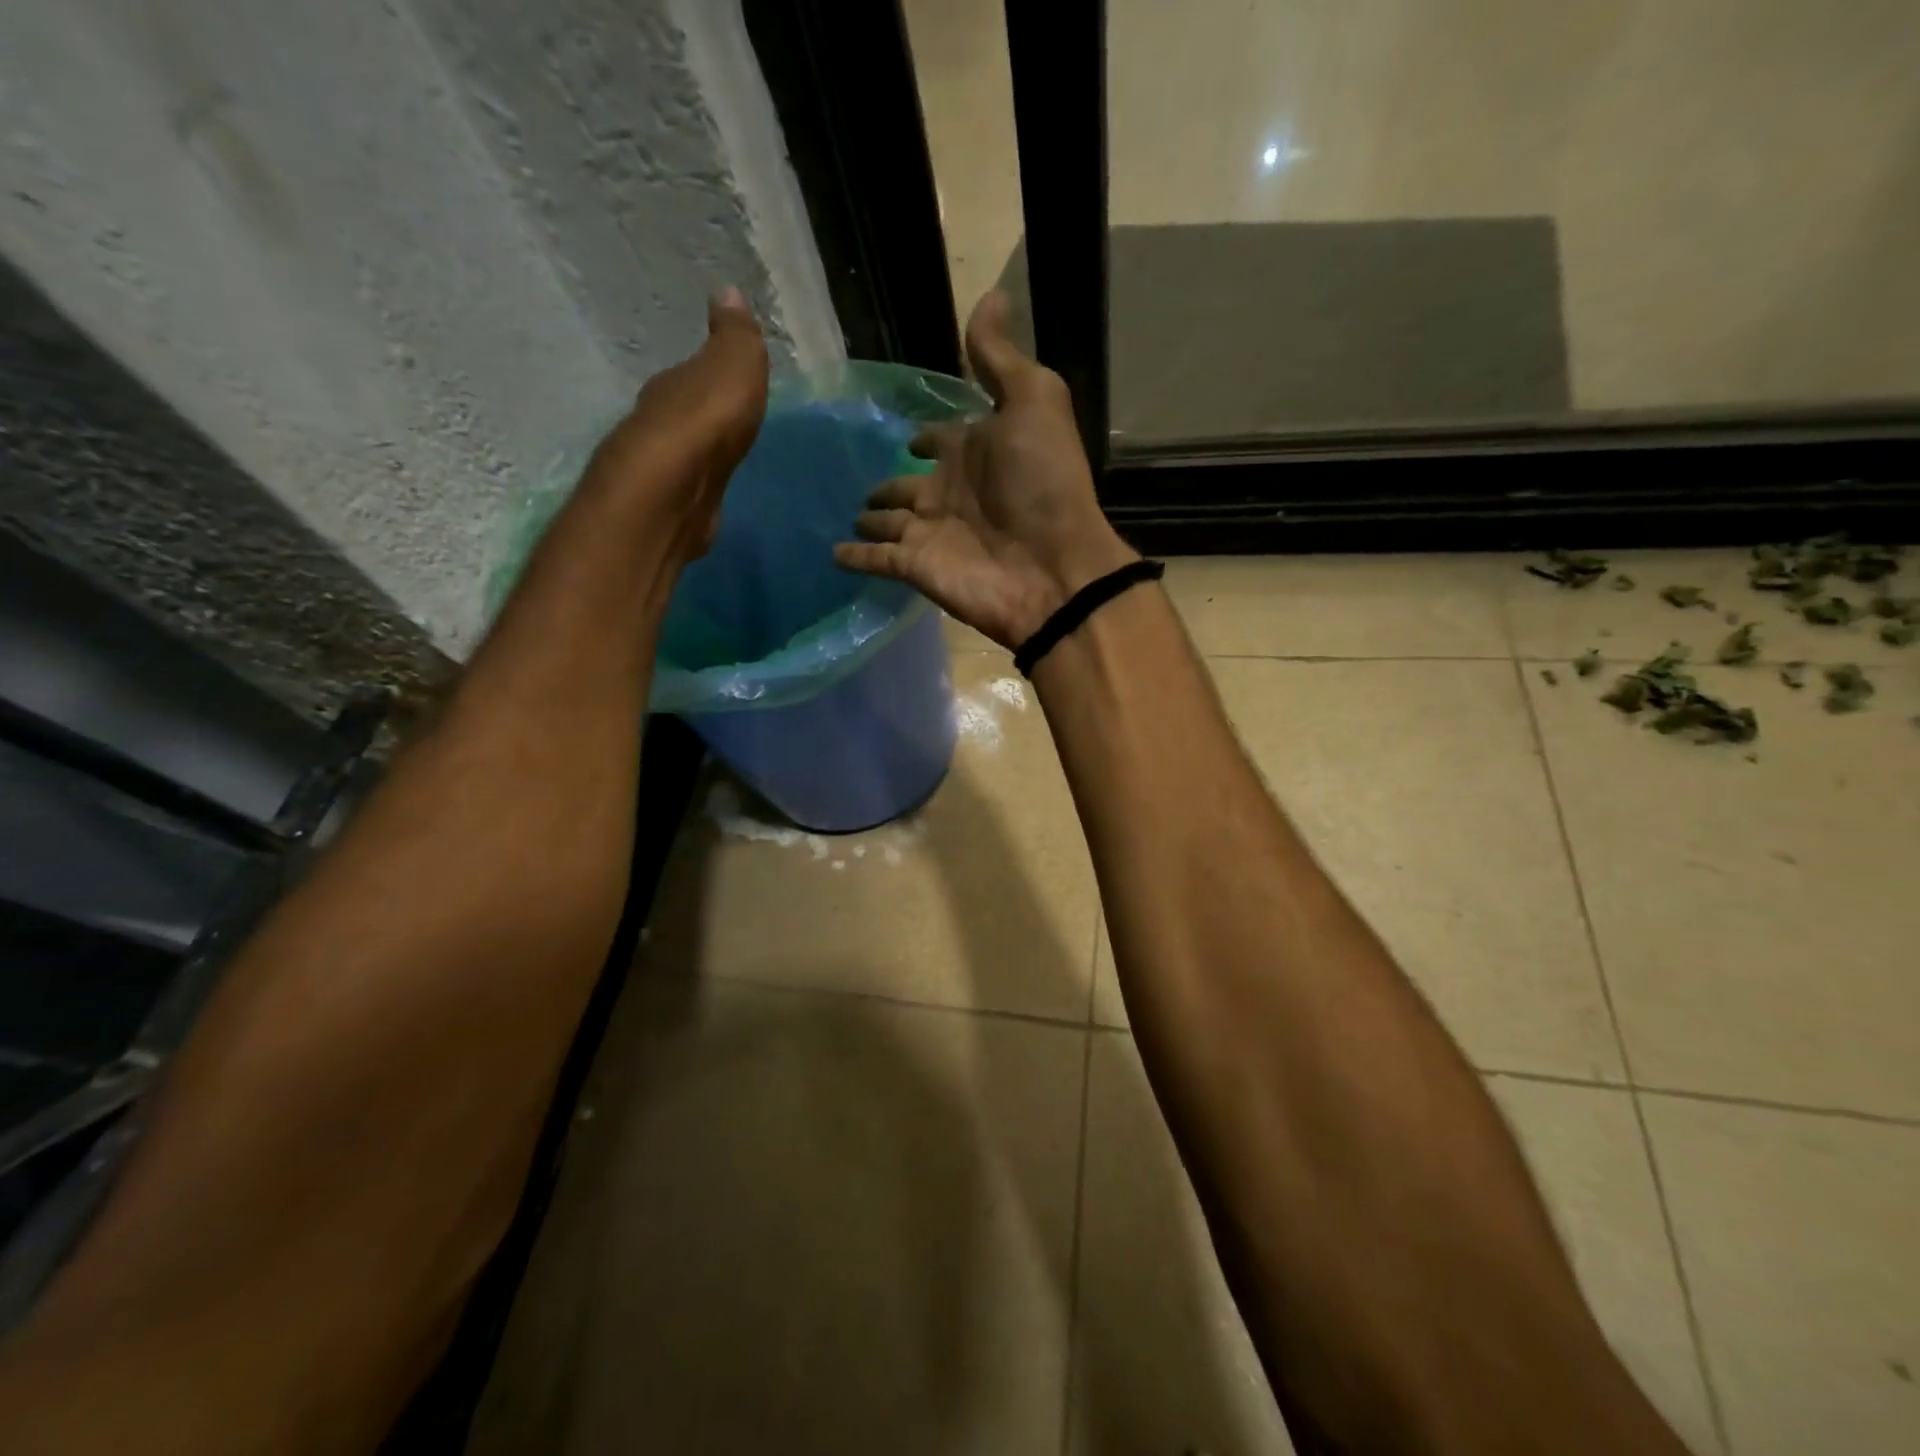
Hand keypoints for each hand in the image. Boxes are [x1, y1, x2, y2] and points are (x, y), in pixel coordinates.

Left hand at [582, 288, 768, 563]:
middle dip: (700, 416)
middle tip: (722, 422)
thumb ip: (735, 336)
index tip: (723, 381)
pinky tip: (707, 493)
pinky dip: (697, 487)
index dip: (708, 377)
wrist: (675, 490)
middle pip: (683, 415)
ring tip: (718, 460)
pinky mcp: (670, 508)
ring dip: (697, 455)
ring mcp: (662, 471)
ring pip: (683, 454)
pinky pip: (688, 489)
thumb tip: (728, 292)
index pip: (691, 375)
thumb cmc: (706, 421)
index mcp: (674, 386)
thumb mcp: (733, 365)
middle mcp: (658, 423)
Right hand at [833, 292, 1136, 648]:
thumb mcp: (1032, 402)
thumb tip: (990, 295)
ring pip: (889, 522)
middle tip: (857, 482)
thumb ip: (1000, 358)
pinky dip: (854, 557)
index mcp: (973, 452)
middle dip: (887, 484)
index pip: (941, 440)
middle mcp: (948, 492)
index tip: (907, 434)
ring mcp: (929, 533)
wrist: (1050, 568)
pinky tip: (832, 553)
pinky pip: (875, 559)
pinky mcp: (913, 567)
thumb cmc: (1043, 482)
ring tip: (845, 513)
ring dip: (870, 519)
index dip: (926, 437)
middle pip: (908, 485)